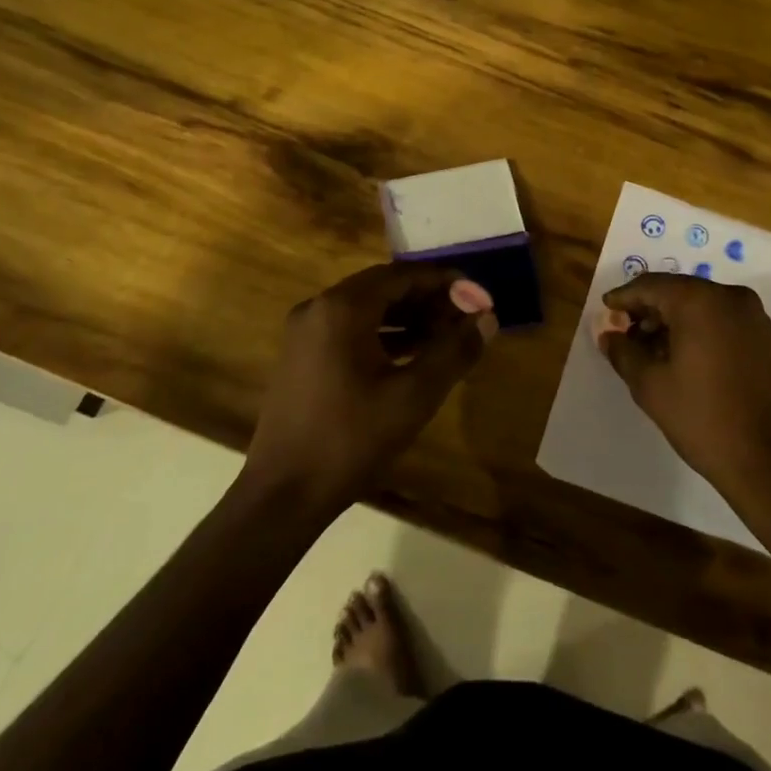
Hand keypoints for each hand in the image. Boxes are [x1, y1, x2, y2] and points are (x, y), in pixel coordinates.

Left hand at [247, 263, 497, 511]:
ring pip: (367, 310)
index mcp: (342, 308)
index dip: (444, 282)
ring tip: (446, 337)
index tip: (477, 296)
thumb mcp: (414, 395)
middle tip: (465, 317)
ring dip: (407, 318)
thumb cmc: (351, 439)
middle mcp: (318, 308)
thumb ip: (455, 351)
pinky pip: (350, 330)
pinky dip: (383, 335)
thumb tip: (487, 318)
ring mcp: (304, 333)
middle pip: (383, 288)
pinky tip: (411, 356)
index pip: (402, 275)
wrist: (283, 495)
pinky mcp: (301, 357)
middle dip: (427, 300)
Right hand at [594, 273, 770, 499]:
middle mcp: (730, 297)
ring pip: (700, 306)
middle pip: (677, 292)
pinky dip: (696, 330)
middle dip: (648, 310)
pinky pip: (721, 320)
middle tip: (623, 333)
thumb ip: (624, 352)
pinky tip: (679, 357)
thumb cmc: (703, 419)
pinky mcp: (765, 338)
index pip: (651, 285)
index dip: (624, 297)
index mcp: (700, 301)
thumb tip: (609, 335)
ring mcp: (753, 317)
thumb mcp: (651, 386)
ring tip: (648, 350)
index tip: (605, 310)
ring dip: (672, 321)